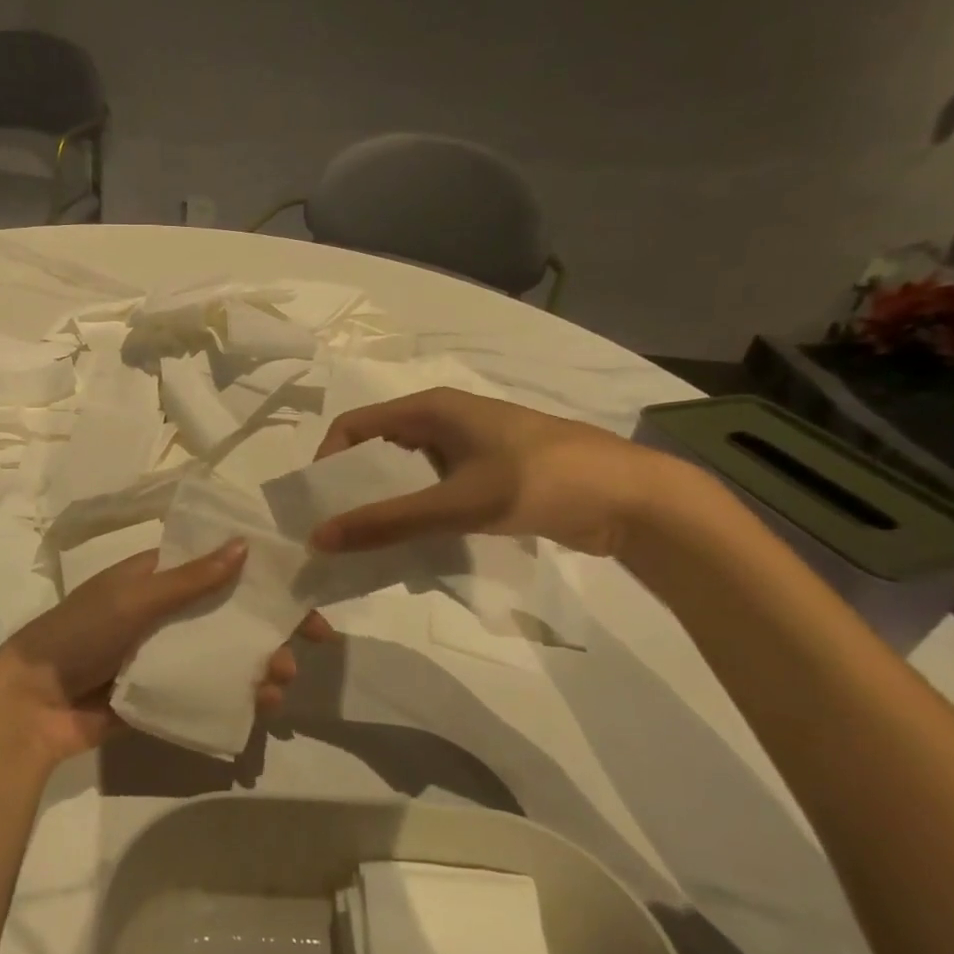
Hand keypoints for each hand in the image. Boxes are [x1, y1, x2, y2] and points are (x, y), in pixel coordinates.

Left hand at [0, 543, 331, 763]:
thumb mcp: (133, 599)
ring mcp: (164, 656)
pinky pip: (207, 691)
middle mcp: (164, 613)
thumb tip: (244, 545)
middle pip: (228, 614)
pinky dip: (237, 696)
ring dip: (258, 664)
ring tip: (281, 683)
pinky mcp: (162, 694)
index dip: (259, 576)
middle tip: (307, 645)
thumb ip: (188, 579)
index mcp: (155, 578)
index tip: (300, 590)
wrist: (31, 703)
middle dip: (267, 628)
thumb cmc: (80, 634)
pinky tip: (261, 707)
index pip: (216, 567)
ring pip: (223, 655)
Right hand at [311, 388, 665, 556]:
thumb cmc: (542, 481)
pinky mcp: (488, 476)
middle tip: (337, 530)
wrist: (634, 499)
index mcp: (432, 408)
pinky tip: (413, 546)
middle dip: (353, 487)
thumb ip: (389, 522)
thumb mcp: (459, 502)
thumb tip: (320, 538)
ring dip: (385, 504)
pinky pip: (434, 491)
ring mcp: (468, 449)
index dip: (328, 459)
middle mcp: (444, 421)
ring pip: (406, 474)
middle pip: (377, 449)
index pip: (355, 424)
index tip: (319, 504)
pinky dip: (416, 514)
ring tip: (369, 544)